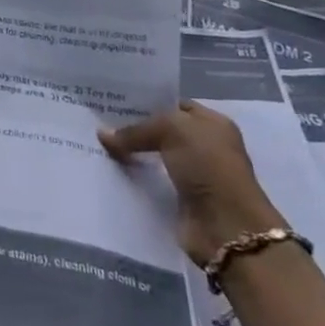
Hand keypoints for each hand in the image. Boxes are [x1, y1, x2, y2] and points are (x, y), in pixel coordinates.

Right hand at [100, 101, 285, 265]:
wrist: (227, 226)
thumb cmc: (207, 166)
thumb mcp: (171, 130)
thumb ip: (135, 130)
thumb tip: (103, 134)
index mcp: (212, 123)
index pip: (173, 104)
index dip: (145, 101)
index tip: (113, 99)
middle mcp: (205, 146)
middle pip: (161, 131)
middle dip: (133, 127)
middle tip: (99, 120)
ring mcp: (193, 174)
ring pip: (153, 156)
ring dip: (131, 153)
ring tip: (97, 143)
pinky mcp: (181, 199)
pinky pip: (150, 181)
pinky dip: (133, 177)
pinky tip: (109, 168)